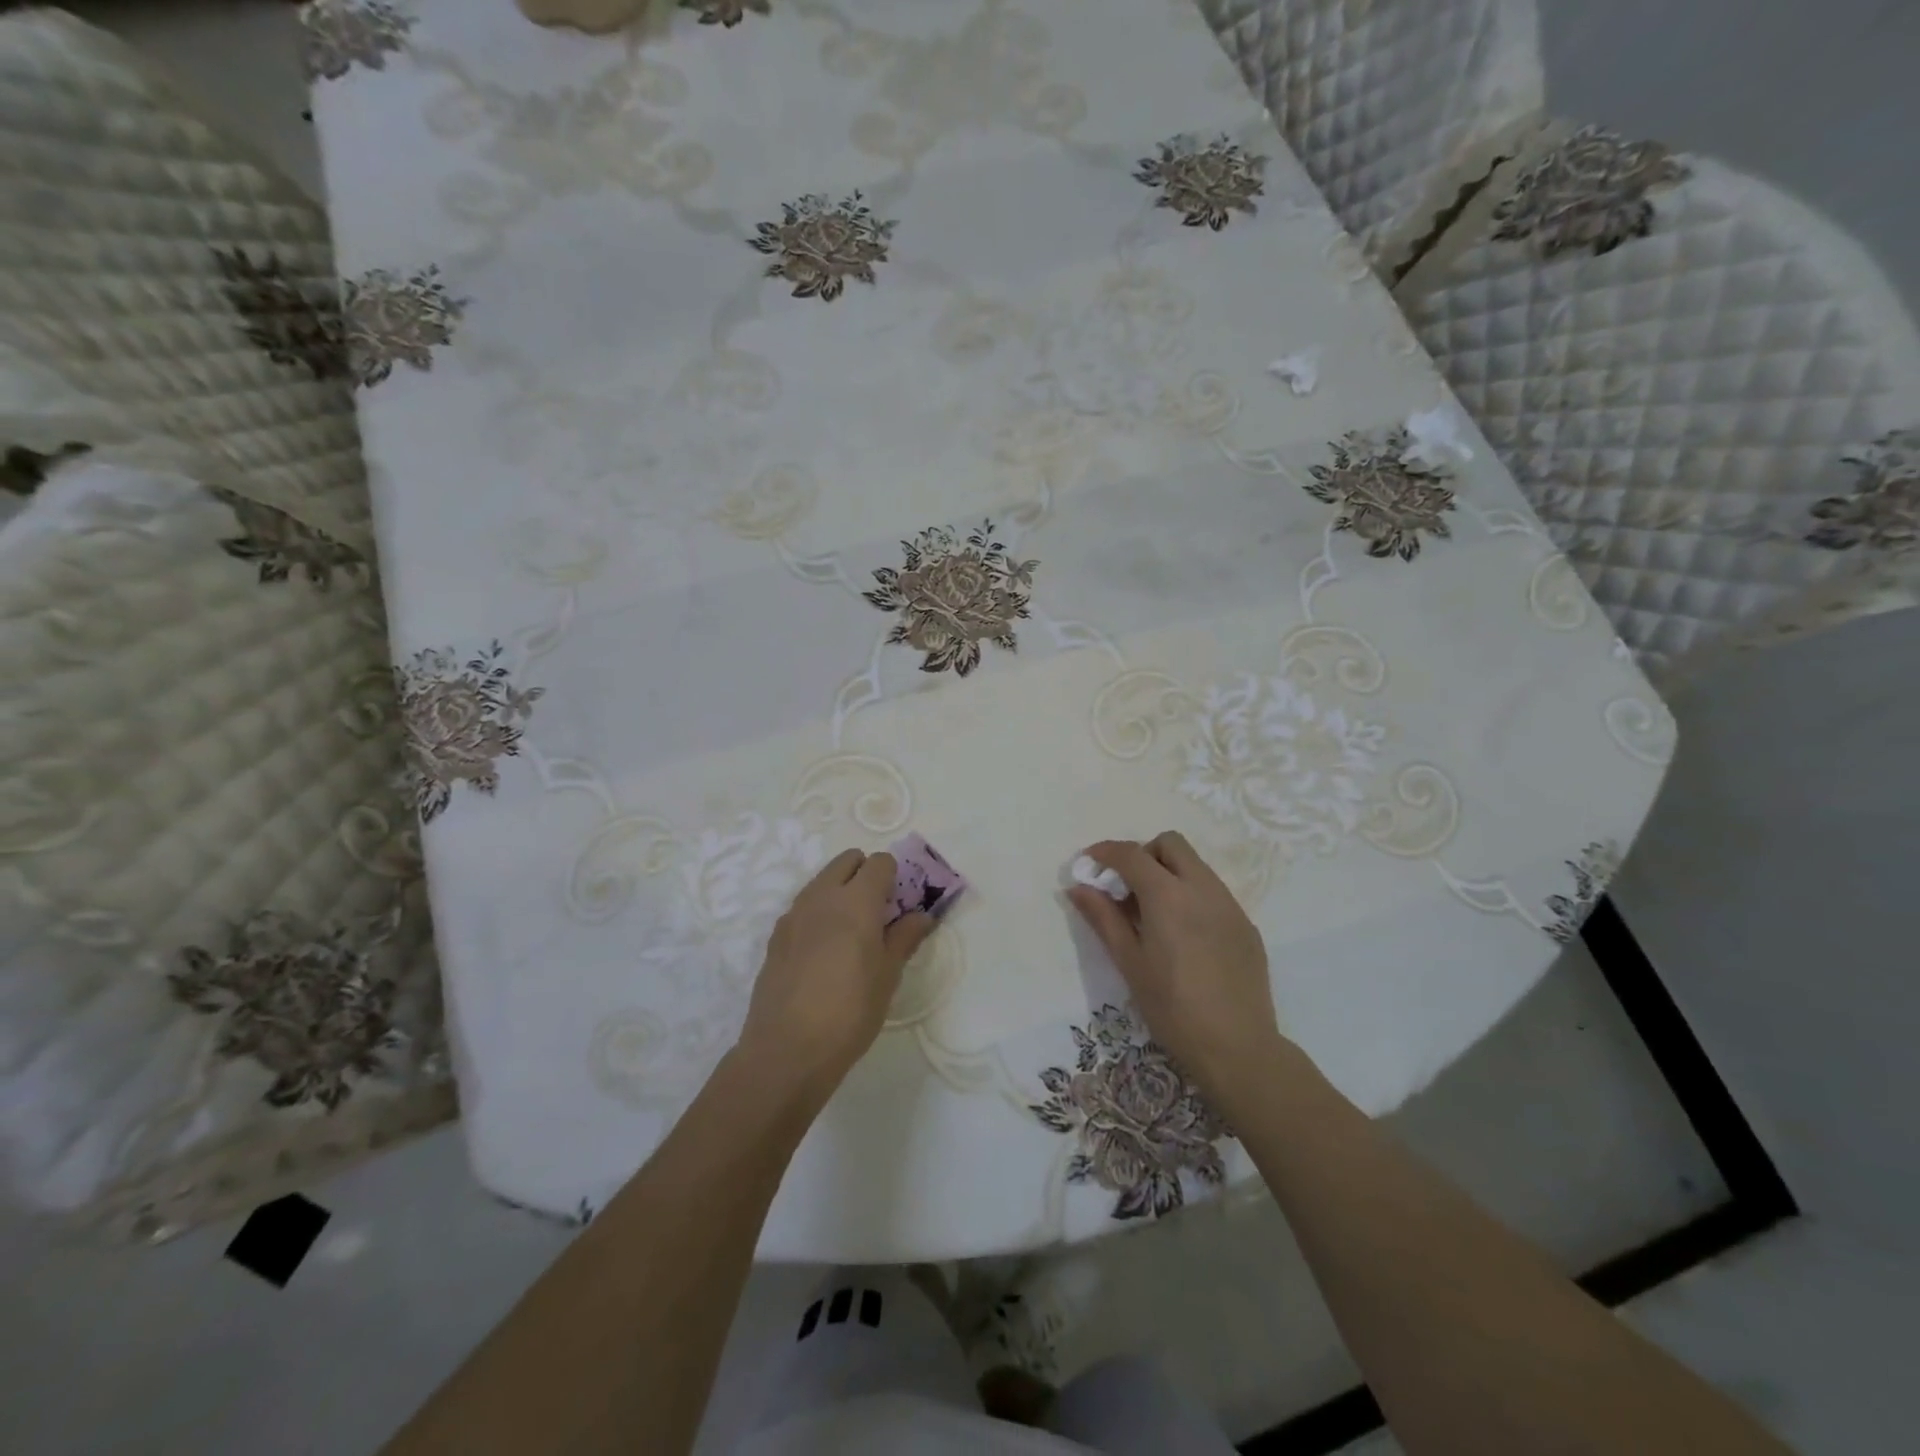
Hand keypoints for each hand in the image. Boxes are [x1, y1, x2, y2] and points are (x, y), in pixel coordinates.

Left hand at [738, 849, 935, 1102]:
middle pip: (847, 860)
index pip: (880, 863)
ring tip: (851, 935)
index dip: (895, 876)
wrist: (787, 1049)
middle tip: (878, 912)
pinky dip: (819, 914)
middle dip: (865, 874)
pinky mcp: (776, 936)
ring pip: (822, 881)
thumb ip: (904, 937)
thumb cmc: (850, 1011)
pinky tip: (824, 953)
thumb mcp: (888, 976)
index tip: (901, 903)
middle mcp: (822, 896)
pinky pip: (803, 908)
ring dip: (840, 891)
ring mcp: (794, 914)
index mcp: (856, 900)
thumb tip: (922, 915)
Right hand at [1068, 832, 1285, 1107]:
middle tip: (1126, 887)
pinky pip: (1213, 892)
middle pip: (1170, 844)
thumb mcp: (1129, 963)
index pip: (1131, 854)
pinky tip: (1184, 936)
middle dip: (1143, 854)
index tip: (1089, 863)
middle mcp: (1202, 888)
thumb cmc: (1172, 1008)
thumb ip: (1103, 918)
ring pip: (1195, 866)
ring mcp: (1230, 905)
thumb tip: (1079, 887)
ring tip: (1153, 913)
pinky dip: (1191, 895)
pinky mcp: (1246, 924)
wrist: (1237, 1047)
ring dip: (1168, 873)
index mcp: (1168, 895)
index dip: (1105, 852)